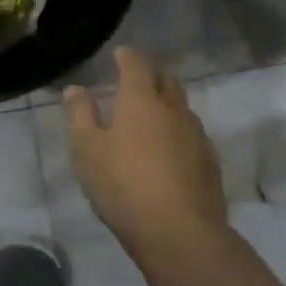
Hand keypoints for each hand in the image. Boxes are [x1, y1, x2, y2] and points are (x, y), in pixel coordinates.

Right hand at [64, 48, 228, 246]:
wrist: (179, 231)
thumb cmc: (122, 185)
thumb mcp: (87, 150)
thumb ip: (81, 115)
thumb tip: (75, 88)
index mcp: (141, 101)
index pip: (136, 65)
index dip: (127, 56)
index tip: (120, 54)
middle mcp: (173, 109)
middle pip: (166, 80)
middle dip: (151, 74)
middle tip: (136, 79)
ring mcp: (197, 135)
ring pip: (182, 107)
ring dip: (167, 102)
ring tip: (151, 114)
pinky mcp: (209, 161)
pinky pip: (192, 133)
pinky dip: (178, 130)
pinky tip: (169, 148)